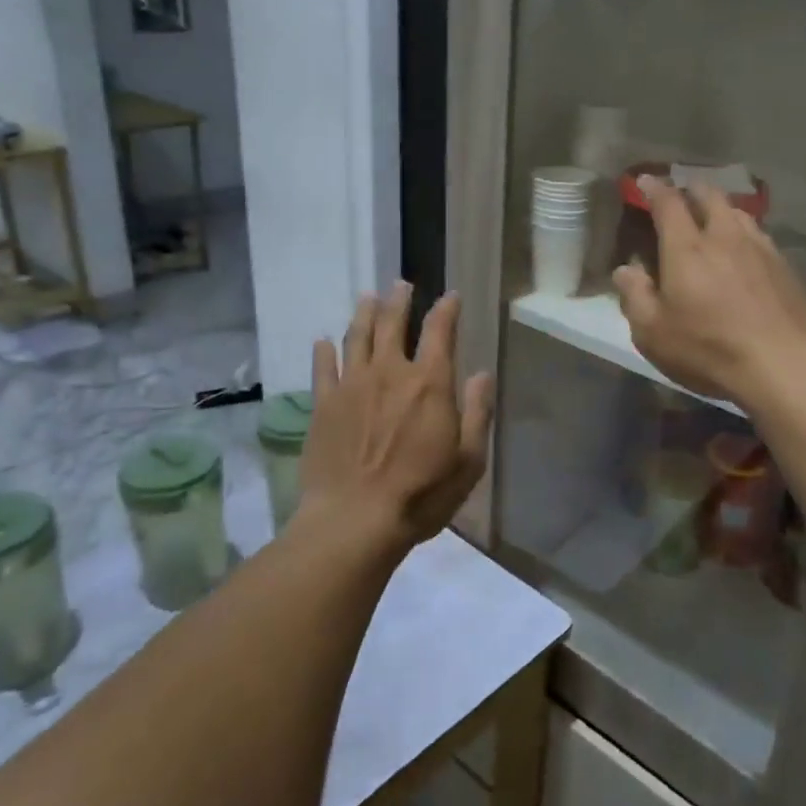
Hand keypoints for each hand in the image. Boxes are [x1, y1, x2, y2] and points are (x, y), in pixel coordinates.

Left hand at [300, 282, 493, 552]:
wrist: (355, 520)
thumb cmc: (422, 493)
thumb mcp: (469, 460)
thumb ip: (478, 412)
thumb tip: (482, 374)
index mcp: (429, 383)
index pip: (440, 331)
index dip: (447, 309)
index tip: (451, 296)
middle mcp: (390, 372)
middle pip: (393, 324)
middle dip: (399, 301)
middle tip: (400, 284)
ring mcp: (352, 386)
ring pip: (357, 337)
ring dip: (364, 313)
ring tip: (368, 297)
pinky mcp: (323, 405)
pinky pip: (323, 368)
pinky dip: (324, 351)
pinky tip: (323, 341)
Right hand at [612, 176, 805, 407]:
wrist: (786, 366)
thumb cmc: (709, 349)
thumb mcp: (653, 332)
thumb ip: (635, 296)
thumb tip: (625, 270)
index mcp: (687, 248)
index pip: (668, 203)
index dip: (654, 188)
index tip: (645, 181)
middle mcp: (725, 237)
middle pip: (709, 196)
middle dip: (692, 190)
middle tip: (682, 195)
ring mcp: (761, 249)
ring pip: (738, 213)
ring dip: (721, 209)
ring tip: (713, 218)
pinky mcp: (785, 267)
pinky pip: (759, 236)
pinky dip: (744, 233)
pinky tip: (744, 251)